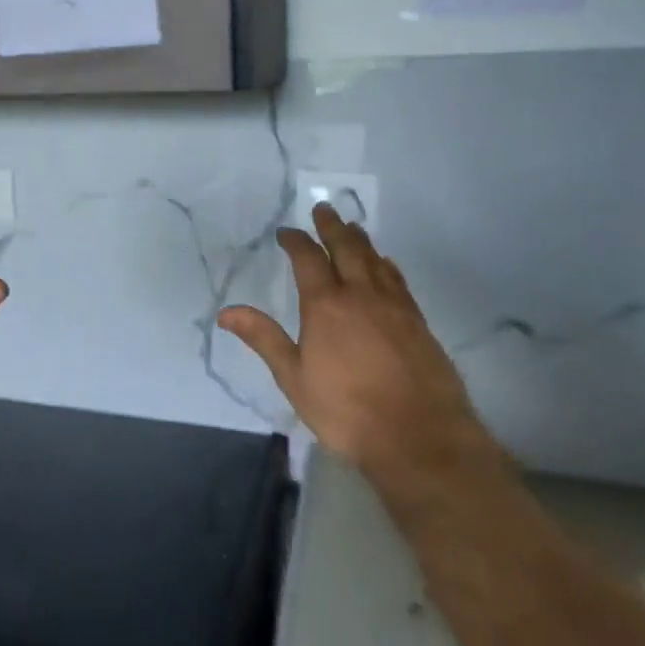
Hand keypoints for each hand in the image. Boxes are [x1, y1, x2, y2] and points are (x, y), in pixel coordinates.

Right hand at [219, 205, 502, 489]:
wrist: (418, 436)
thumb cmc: (345, 410)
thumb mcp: (294, 377)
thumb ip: (263, 338)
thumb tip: (226, 311)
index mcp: (325, 305)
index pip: (308, 259)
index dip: (295, 241)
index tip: (285, 232)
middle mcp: (361, 295)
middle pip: (346, 248)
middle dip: (332, 227)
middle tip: (323, 208)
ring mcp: (394, 306)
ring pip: (375, 260)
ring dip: (361, 240)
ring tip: (352, 227)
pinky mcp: (418, 322)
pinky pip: (398, 281)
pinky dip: (387, 265)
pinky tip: (385, 265)